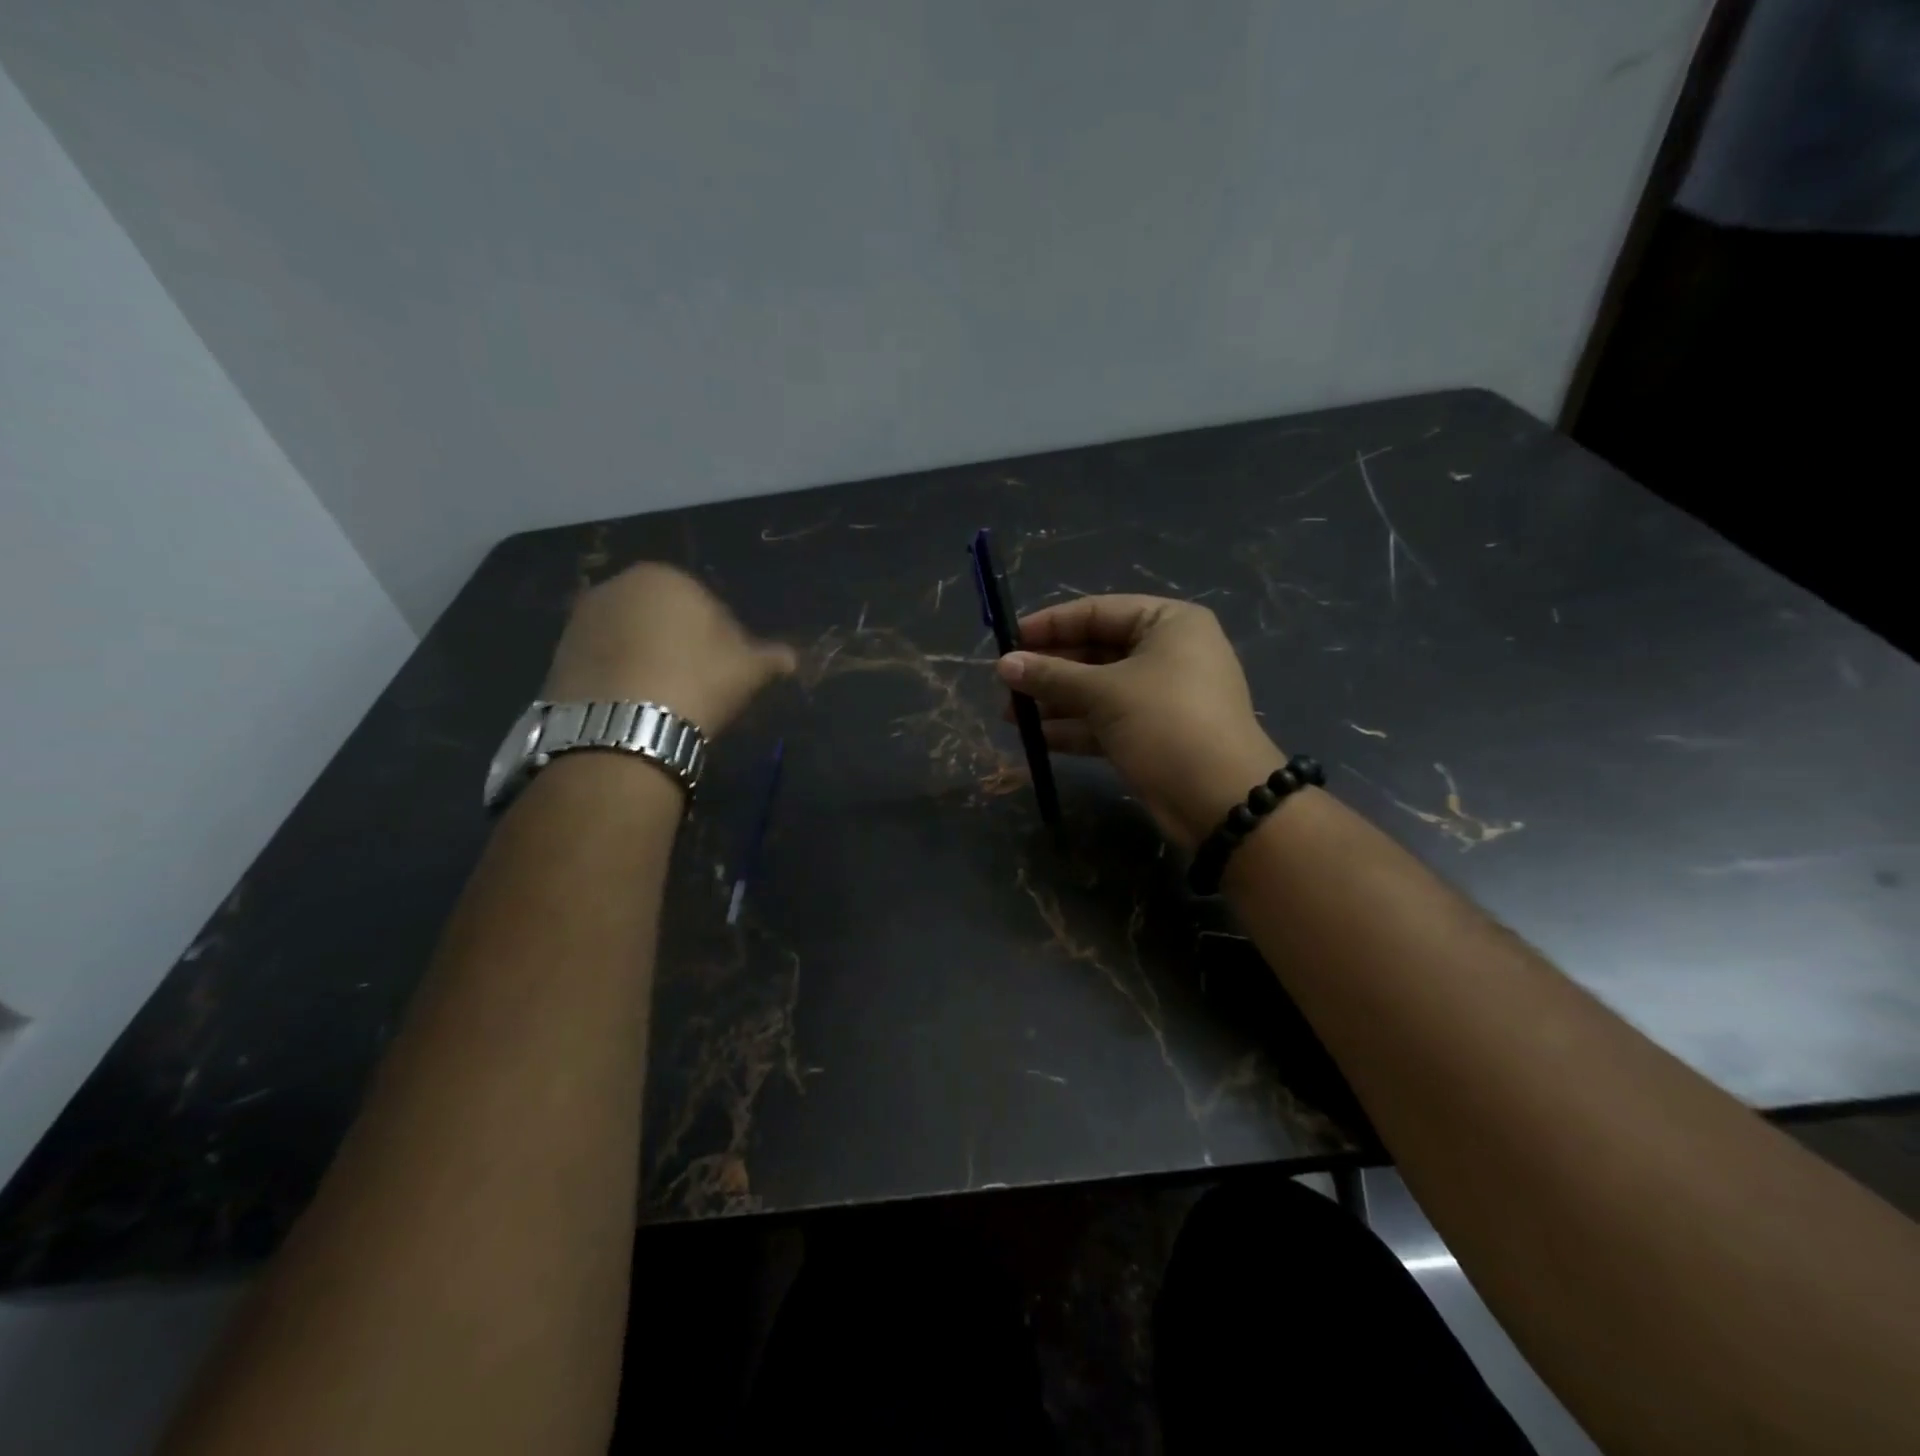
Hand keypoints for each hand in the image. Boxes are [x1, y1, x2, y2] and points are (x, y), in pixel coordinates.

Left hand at [544, 564, 794, 735]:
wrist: (623, 726)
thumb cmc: (696, 682)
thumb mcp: (747, 670)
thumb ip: (770, 658)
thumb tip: (791, 658)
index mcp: (666, 577)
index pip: (707, 605)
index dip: (722, 640)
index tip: (726, 672)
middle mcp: (617, 585)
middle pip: (662, 617)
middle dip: (679, 644)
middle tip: (695, 686)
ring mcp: (581, 619)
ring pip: (630, 639)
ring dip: (647, 660)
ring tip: (662, 701)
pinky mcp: (557, 654)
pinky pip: (603, 661)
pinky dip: (618, 677)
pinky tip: (634, 706)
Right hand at [997, 595, 1282, 849]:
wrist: (1219, 799)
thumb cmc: (1165, 723)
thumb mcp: (1105, 693)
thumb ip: (1052, 675)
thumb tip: (1003, 665)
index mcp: (1168, 623)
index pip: (1098, 612)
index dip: (1051, 624)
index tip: (1009, 640)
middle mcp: (1167, 653)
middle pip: (1096, 651)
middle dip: (1050, 669)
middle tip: (1005, 683)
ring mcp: (1161, 696)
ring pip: (1098, 689)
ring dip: (1055, 701)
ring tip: (1010, 715)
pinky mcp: (1153, 733)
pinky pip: (1106, 720)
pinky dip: (1074, 727)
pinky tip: (1037, 737)